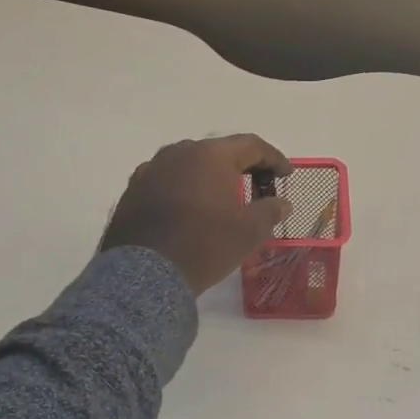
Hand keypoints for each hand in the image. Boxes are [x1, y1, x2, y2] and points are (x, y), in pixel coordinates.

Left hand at [100, 135, 291, 294]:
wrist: (146, 274)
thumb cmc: (205, 246)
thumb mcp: (248, 232)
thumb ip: (270, 211)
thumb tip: (283, 203)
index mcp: (211, 155)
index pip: (251, 145)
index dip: (273, 158)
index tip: (286, 174)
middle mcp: (180, 152)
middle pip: (218, 151)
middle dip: (240, 166)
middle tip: (256, 185)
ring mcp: (152, 168)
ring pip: (189, 164)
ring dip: (209, 176)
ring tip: (221, 197)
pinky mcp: (133, 188)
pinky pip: (167, 180)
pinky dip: (184, 189)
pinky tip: (188, 208)